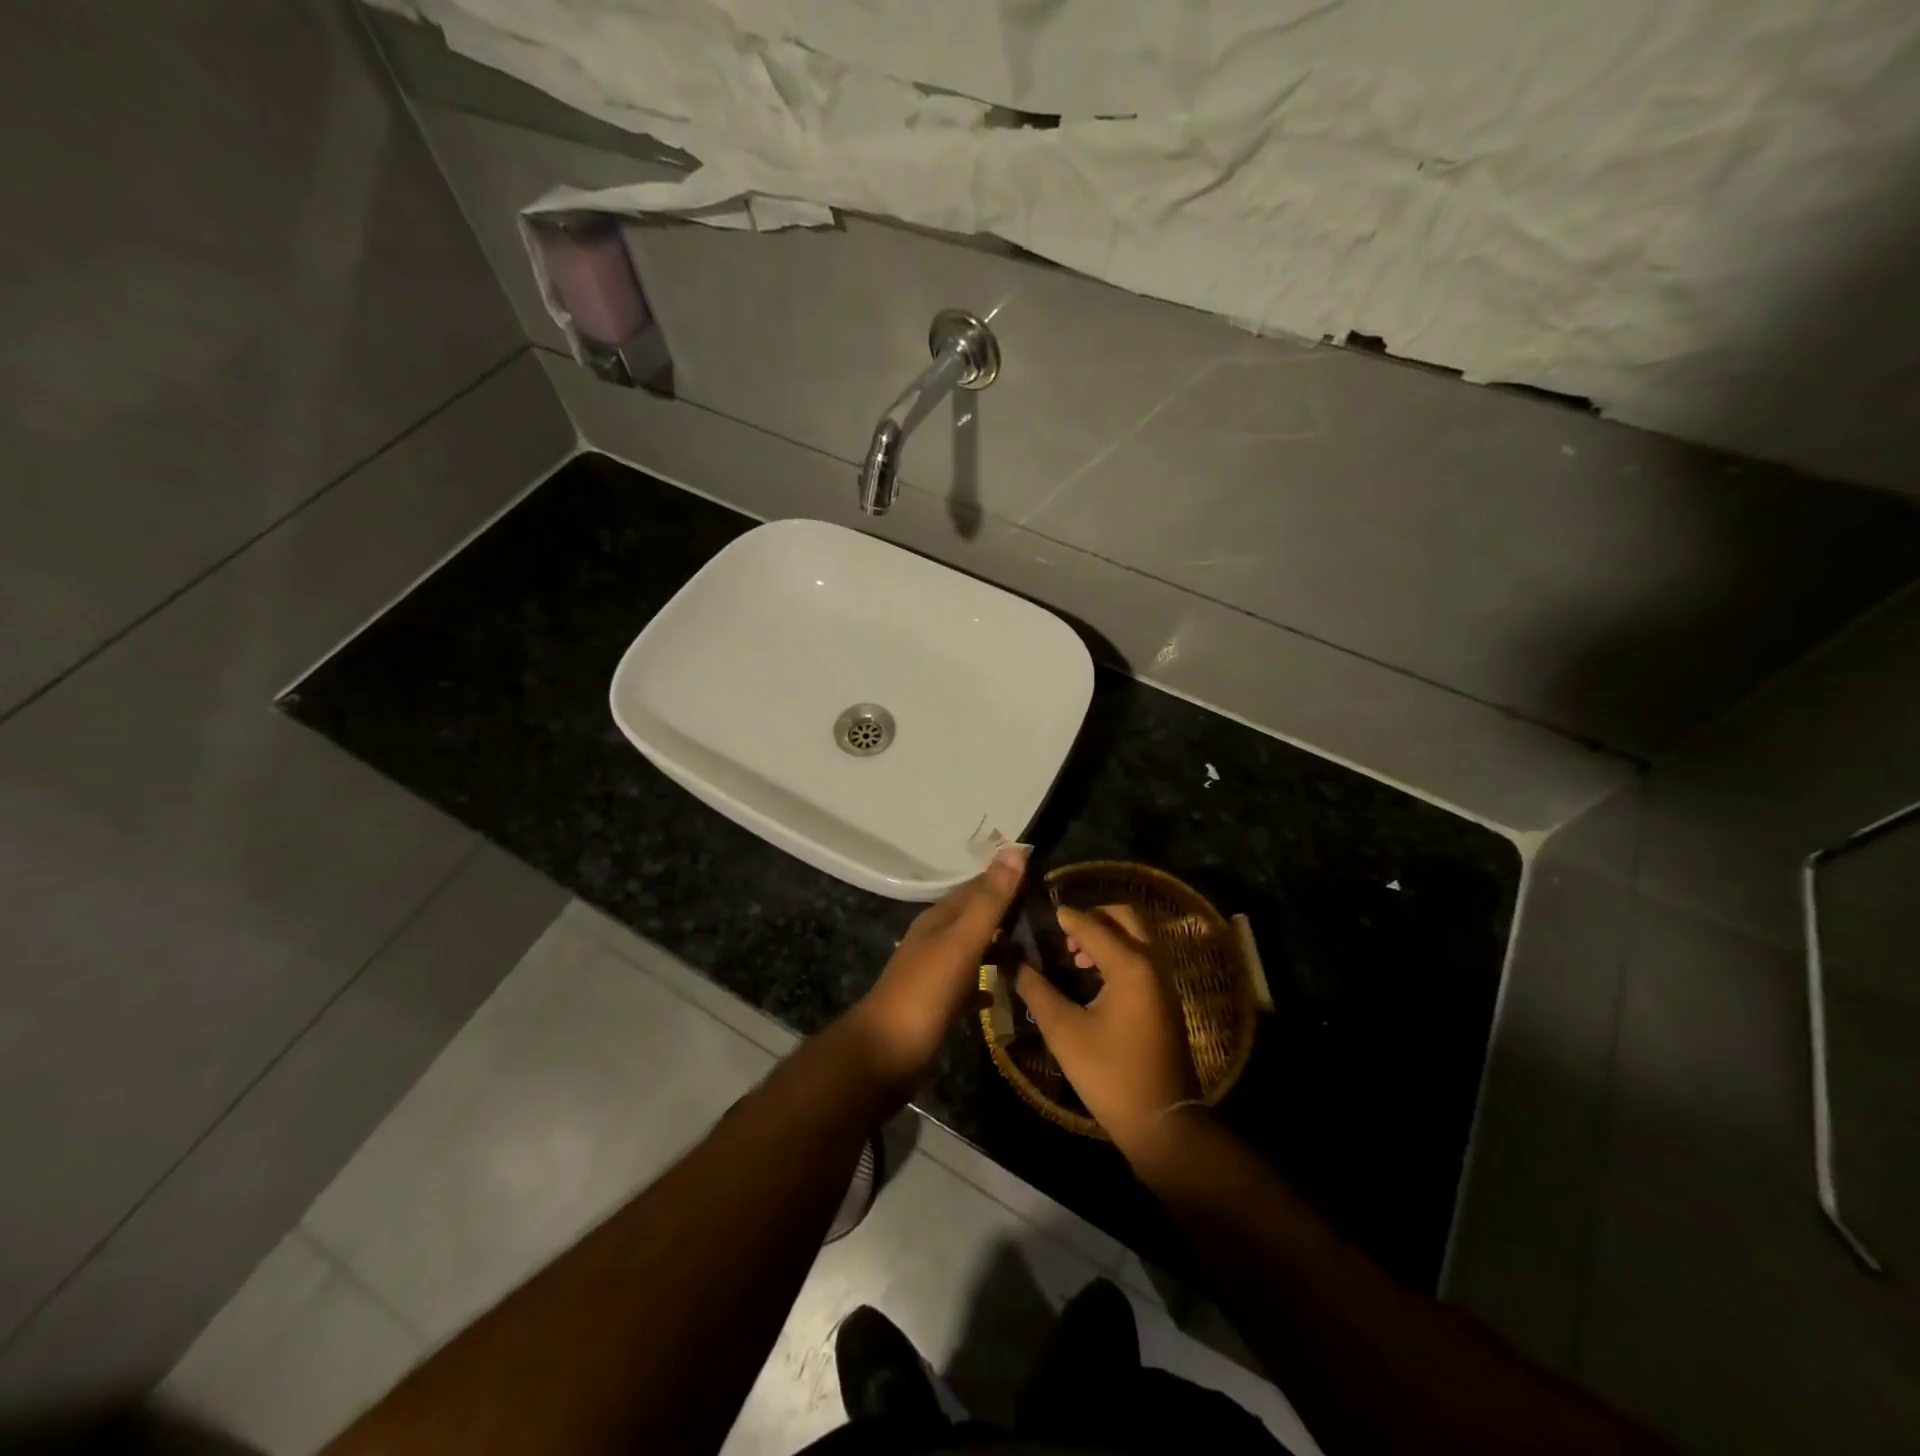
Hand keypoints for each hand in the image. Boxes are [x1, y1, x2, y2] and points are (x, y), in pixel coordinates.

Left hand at [850, 844, 1027, 1090]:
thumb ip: (990, 900)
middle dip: (1010, 913)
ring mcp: (935, 972)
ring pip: (975, 949)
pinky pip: (971, 984)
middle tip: (1053, 917)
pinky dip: (990, 982)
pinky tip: (1009, 990)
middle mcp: (936, 938)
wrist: (885, 1054)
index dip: (1009, 880)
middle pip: (977, 917)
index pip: (979, 887)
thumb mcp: (962, 941)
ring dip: (1002, 946)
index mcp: (940, 918)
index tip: (1047, 879)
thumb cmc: (926, 992)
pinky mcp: (939, 1004)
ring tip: (1040, 949)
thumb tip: (1015, 849)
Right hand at [1016, 904, 1199, 1155]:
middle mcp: (1152, 963)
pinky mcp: (1164, 999)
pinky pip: (1141, 957)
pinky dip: (1118, 952)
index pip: (1092, 925)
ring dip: (1106, 935)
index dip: (1065, 918)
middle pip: (1124, 917)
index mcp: (1130, 965)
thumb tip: (1015, 963)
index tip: (1040, 913)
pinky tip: (1092, 978)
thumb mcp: (1064, 1032)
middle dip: (1093, 917)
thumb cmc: (1110, 1075)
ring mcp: (1163, 981)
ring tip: (1074, 958)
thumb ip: (1037, 991)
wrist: (1162, 1123)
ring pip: (1135, 936)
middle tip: (1063, 935)